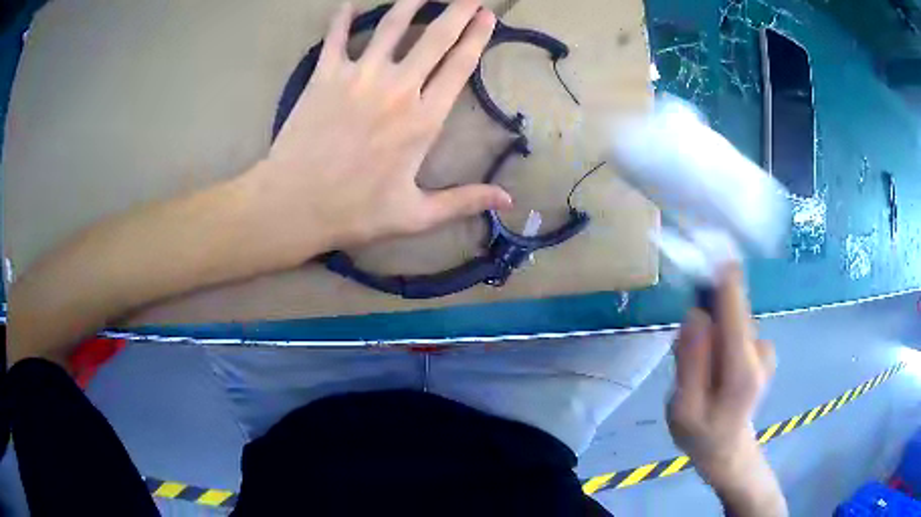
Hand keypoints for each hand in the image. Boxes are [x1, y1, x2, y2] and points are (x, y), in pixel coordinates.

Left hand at [243, 0, 511, 266]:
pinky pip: (337, 37)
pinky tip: (349, 4)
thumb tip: (508, 201)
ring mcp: (359, 77)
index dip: (477, 37)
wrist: (293, 205)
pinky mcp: (325, 76)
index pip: (459, 66)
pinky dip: (343, 18)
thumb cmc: (354, 212)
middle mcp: (397, 88)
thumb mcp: (415, 215)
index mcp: (423, 120)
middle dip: (456, 10)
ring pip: (392, 27)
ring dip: (410, 3)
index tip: (487, 15)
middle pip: (435, 37)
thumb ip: (463, 202)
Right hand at [667, 266, 786, 515]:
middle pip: (728, 310)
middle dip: (702, 321)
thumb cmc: (702, 435)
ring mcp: (764, 346)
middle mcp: (760, 348)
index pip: (734, 304)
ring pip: (728, 321)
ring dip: (708, 335)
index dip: (719, 274)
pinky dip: (718, 340)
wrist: (729, 450)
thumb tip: (695, 314)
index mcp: (742, 367)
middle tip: (685, 360)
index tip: (705, 246)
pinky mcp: (761, 346)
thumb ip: (690, 362)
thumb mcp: (683, 409)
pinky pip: (733, 329)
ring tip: (699, 373)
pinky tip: (712, 369)